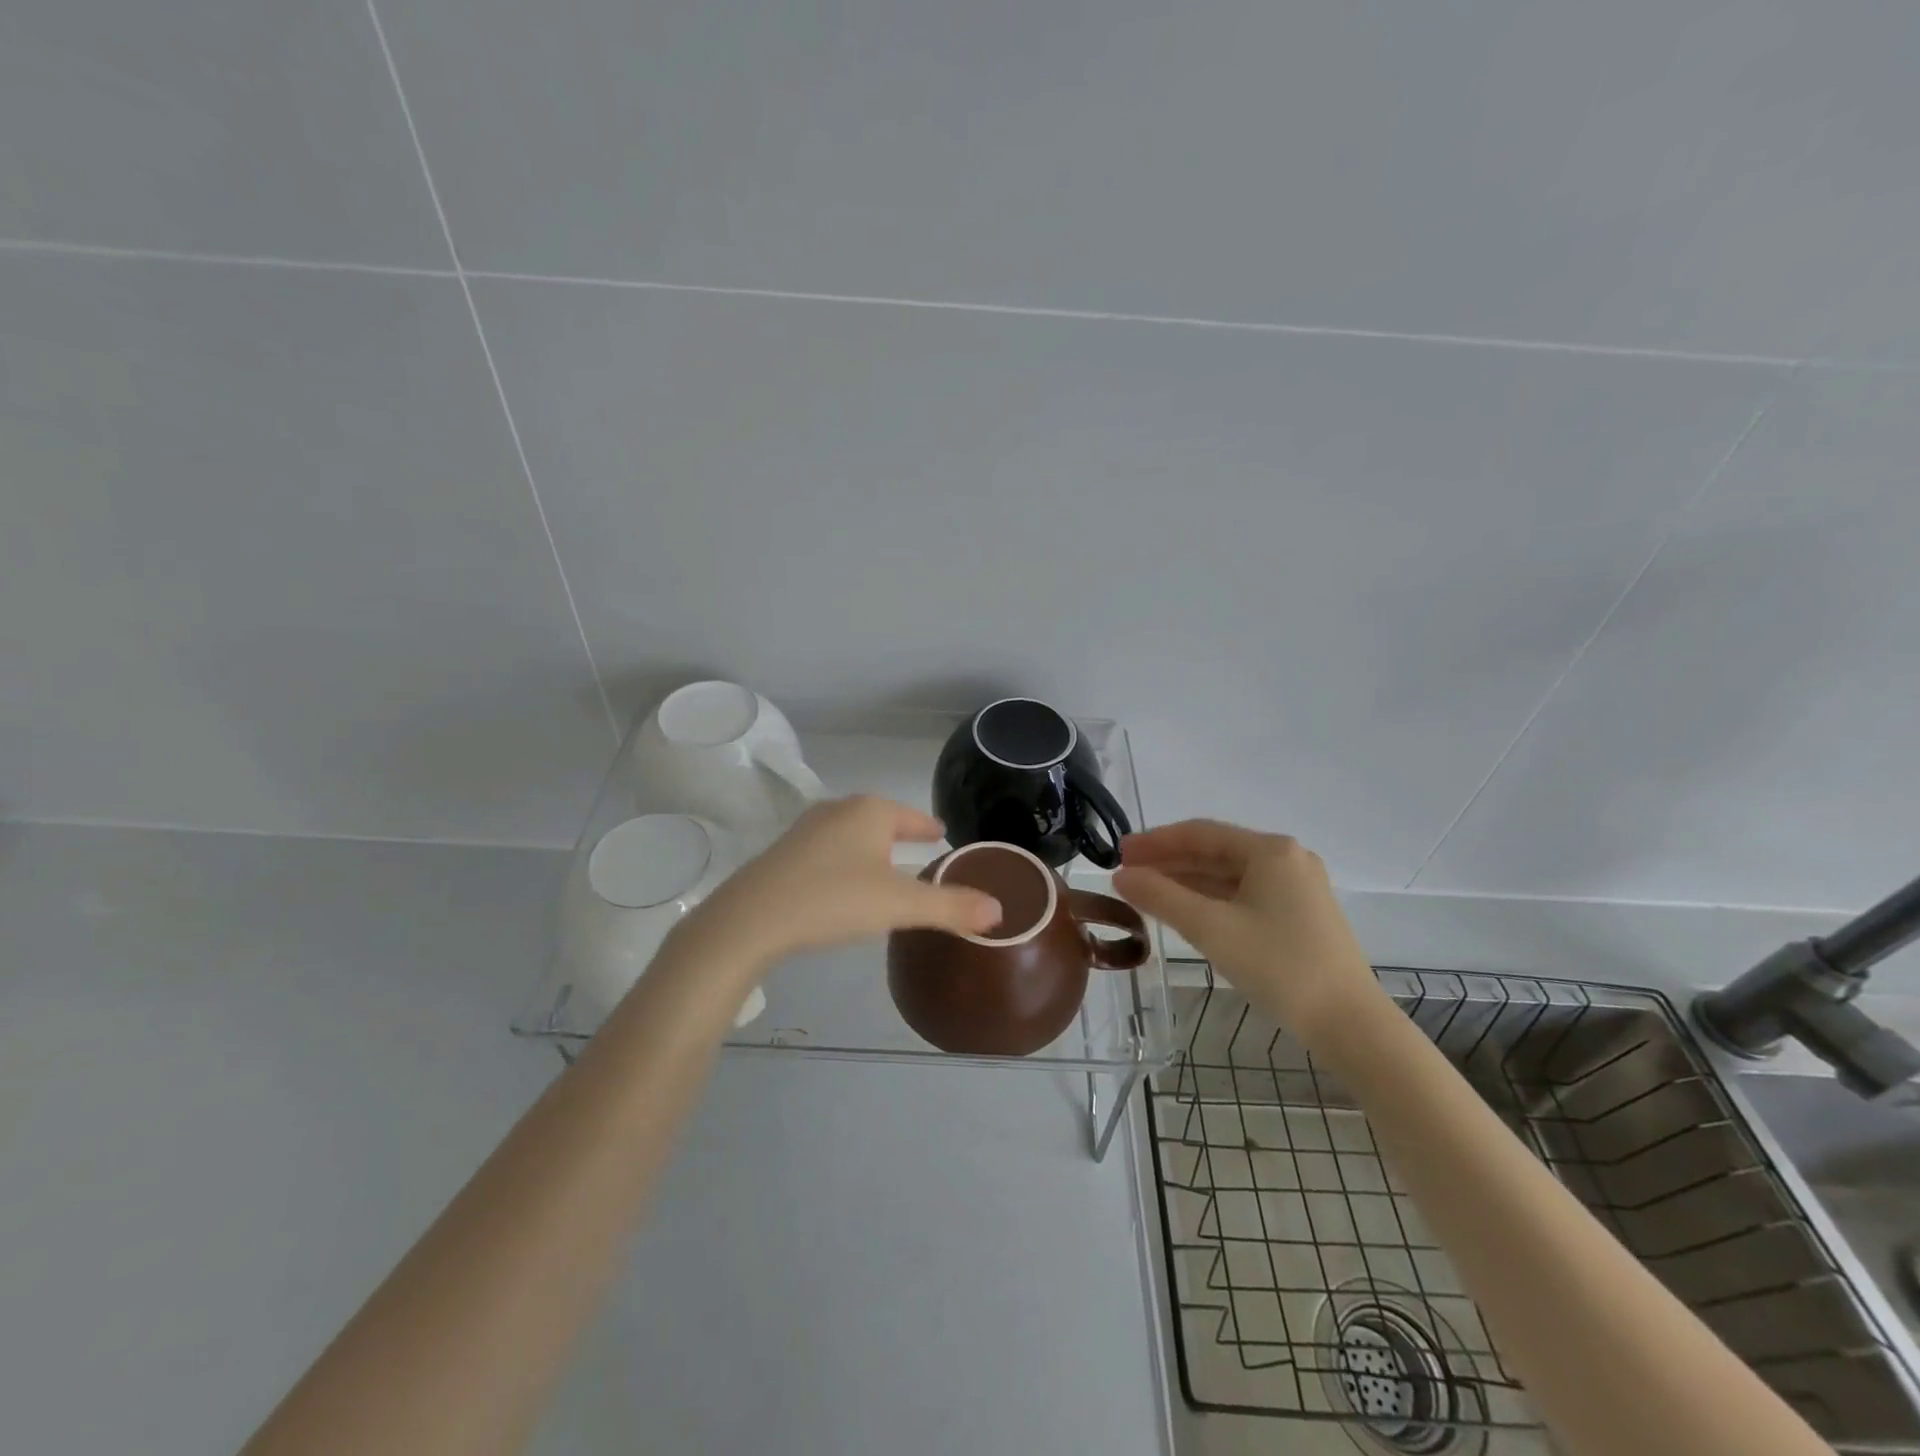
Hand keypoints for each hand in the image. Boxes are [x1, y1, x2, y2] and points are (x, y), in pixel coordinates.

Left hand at [680, 796, 1001, 968]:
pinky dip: (844, 861)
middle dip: (900, 835)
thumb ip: (951, 906)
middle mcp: (839, 810)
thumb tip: (999, 910)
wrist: (750, 919)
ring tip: (884, 869)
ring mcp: (806, 829)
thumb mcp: (900, 905)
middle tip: (920, 853)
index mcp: (871, 811)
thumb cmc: (833, 900)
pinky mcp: (783, 853)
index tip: (941, 836)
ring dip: (870, 848)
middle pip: (881, 820)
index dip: (929, 828)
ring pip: (852, 834)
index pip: (912, 816)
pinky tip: (842, 884)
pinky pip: (828, 851)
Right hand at [1113, 820, 1386, 1044]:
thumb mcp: (1211, 928)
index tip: (1118, 853)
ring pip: (1229, 875)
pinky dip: (1210, 899)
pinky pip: (1244, 895)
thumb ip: (1161, 897)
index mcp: (1270, 851)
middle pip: (1215, 851)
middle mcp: (1287, 859)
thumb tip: (1121, 877)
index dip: (1155, 842)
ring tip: (1146, 892)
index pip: (1200, 833)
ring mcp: (1297, 888)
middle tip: (1126, 874)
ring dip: (1187, 881)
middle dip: (1168, 862)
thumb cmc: (1279, 966)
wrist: (1350, 1024)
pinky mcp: (1300, 916)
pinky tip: (1184, 911)